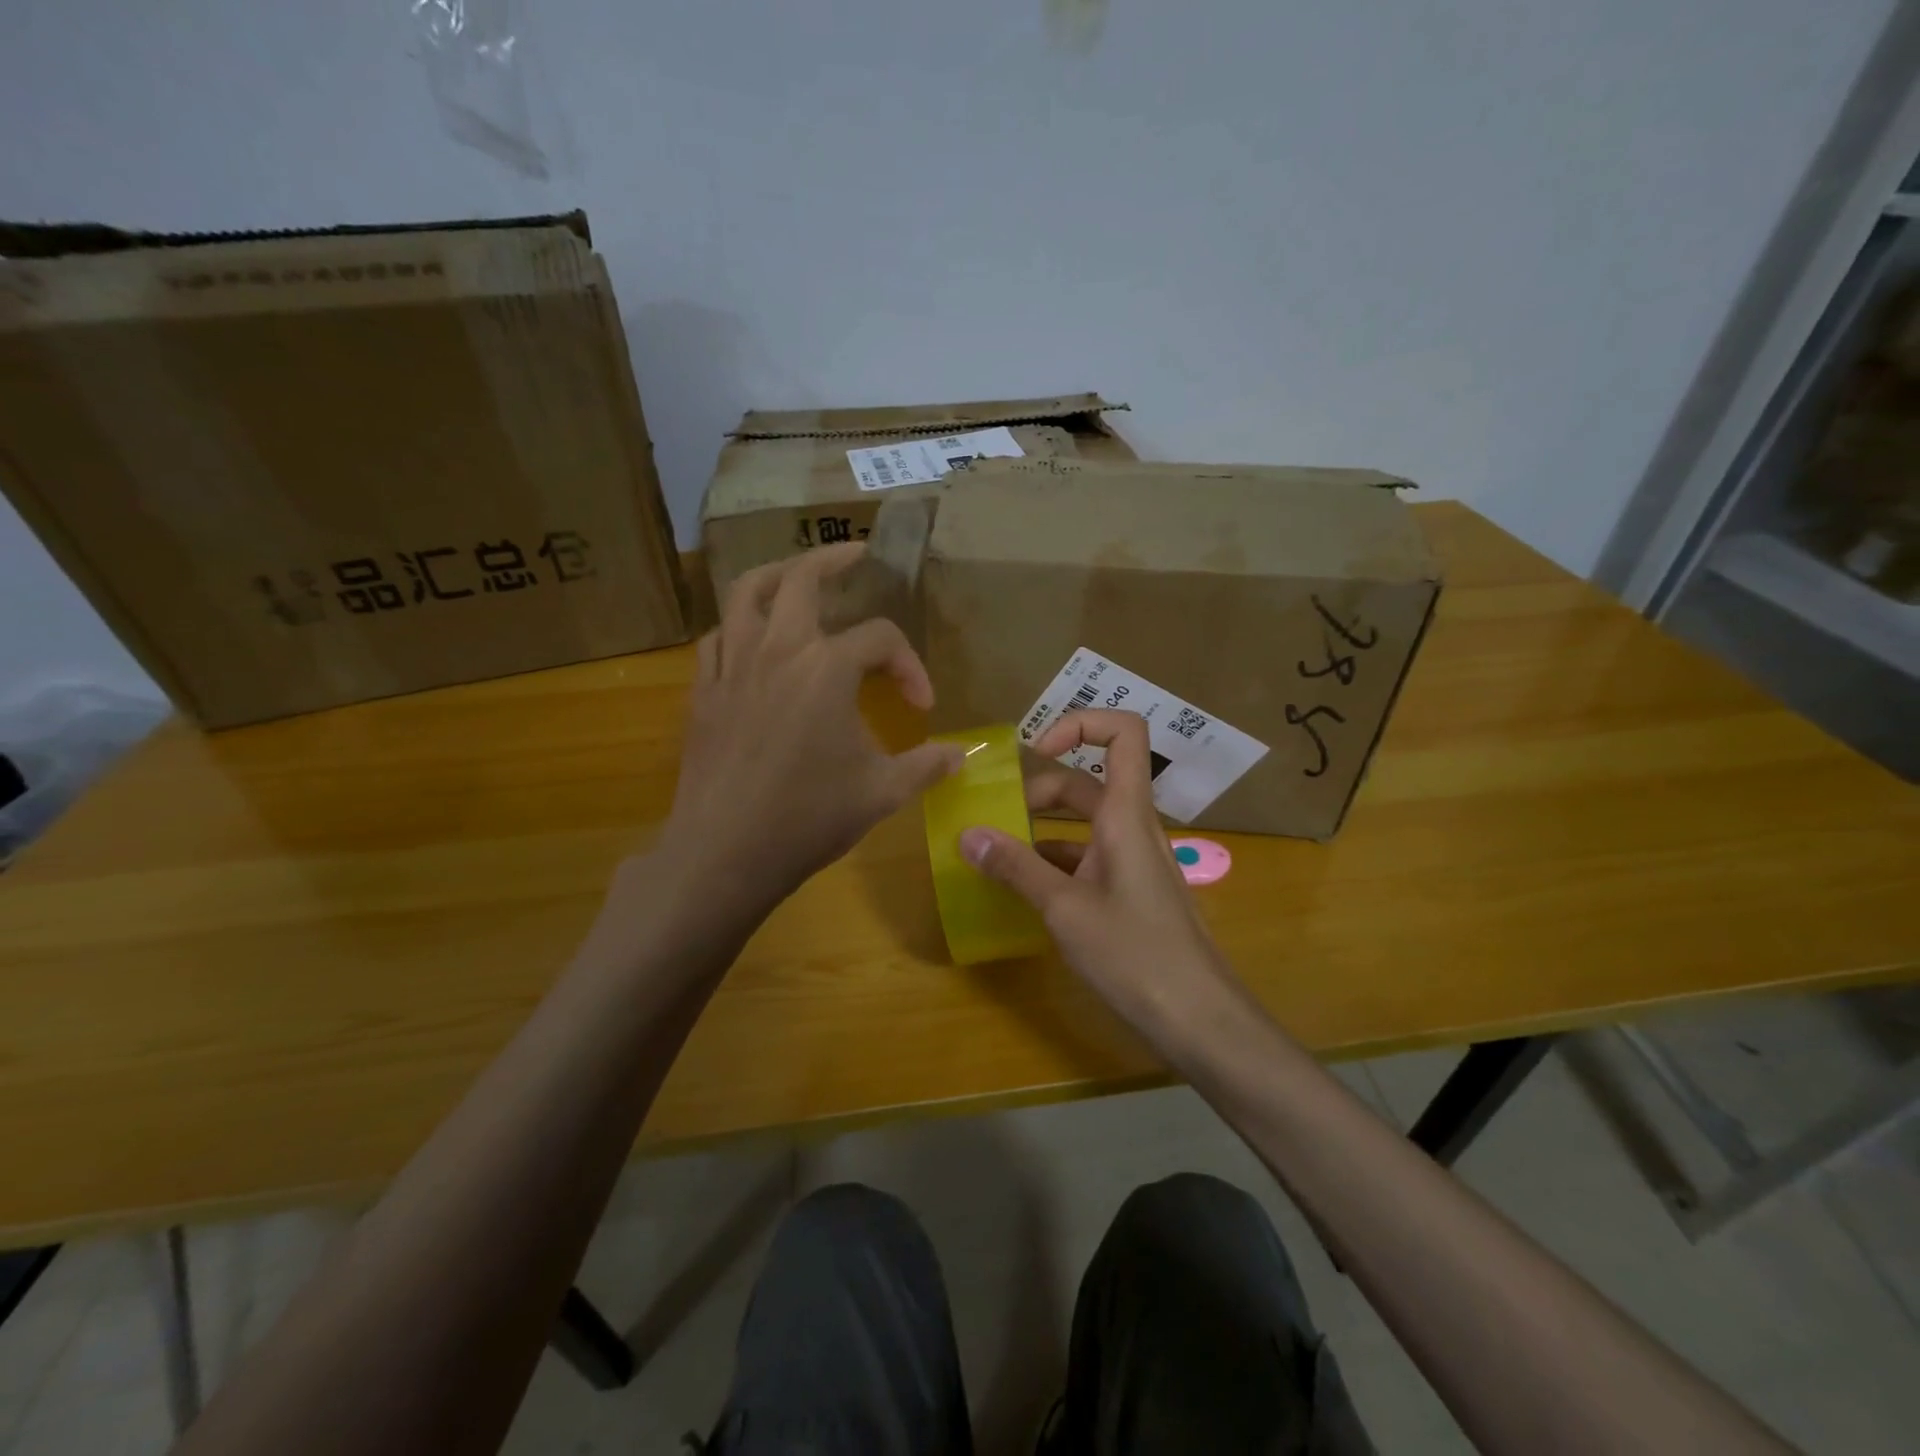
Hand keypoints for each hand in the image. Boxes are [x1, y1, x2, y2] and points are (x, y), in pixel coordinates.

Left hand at [663, 544, 963, 913]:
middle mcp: (778, 649)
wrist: (725, 853)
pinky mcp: (703, 690)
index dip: (910, 665)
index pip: (881, 639)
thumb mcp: (882, 792)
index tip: (922, 703)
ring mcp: (733, 665)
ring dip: (775, 575)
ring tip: (795, 575)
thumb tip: (961, 756)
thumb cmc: (808, 818)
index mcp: (827, 668)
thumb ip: (926, 765)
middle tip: (857, 555)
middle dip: (833, 559)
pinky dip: (738, 626)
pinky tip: (752, 641)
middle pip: (802, 578)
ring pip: (745, 593)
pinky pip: (717, 637)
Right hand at [958, 711, 1243, 1037]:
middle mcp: (1132, 827)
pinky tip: (1025, 891)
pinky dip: (1055, 863)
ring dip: (1041, 831)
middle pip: (1086, 783)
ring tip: (997, 855)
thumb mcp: (1065, 909)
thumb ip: (1015, 868)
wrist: (1200, 1020)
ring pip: (1084, 825)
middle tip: (996, 820)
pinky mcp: (1131, 893)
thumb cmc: (1136, 954)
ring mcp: (1134, 861)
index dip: (1080, 724)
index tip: (1034, 751)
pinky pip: (1088, 859)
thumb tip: (967, 834)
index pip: (1122, 734)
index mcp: (1125, 814)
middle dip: (1038, 792)